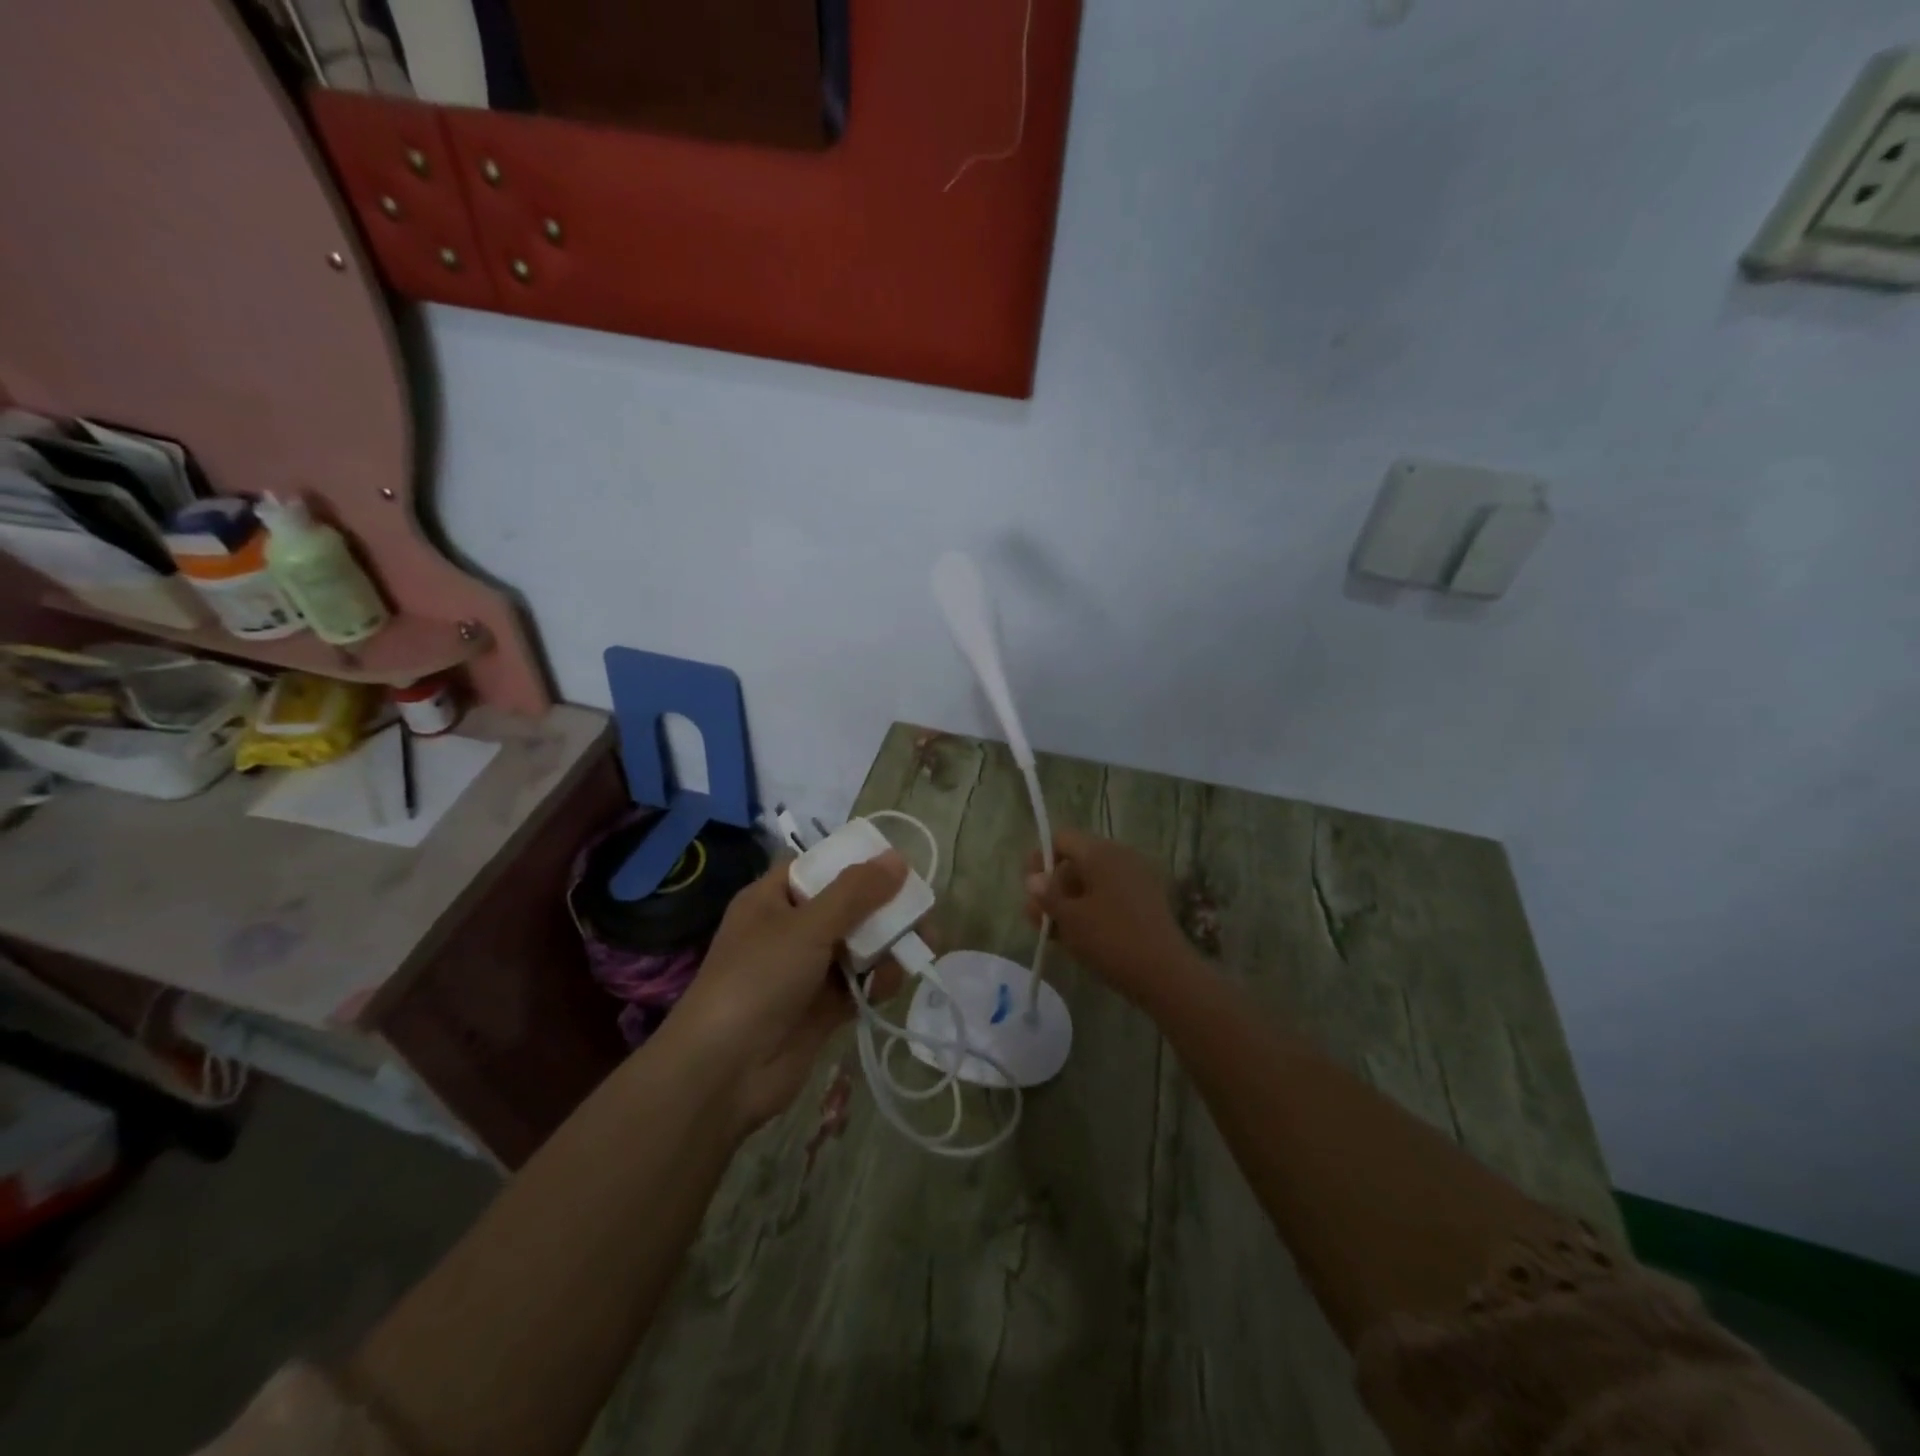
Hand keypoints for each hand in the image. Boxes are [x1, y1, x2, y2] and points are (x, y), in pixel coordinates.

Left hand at [667, 851, 906, 1133]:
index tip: (897, 864)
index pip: (817, 867)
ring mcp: (806, 971)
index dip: (855, 862)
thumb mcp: (807, 926)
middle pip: (846, 907)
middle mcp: (789, 930)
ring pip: (858, 946)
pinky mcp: (822, 1008)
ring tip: (918, 947)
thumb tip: (898, 858)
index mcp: (772, 899)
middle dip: (884, 908)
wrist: (724, 1072)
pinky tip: (892, 982)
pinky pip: (859, 982)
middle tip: (922, 910)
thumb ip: (855, 893)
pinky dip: (878, 980)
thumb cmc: (758, 980)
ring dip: (888, 945)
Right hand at [1024, 829, 1195, 1003]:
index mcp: (1101, 852)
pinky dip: (1091, 909)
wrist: (1165, 974)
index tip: (1029, 889)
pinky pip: (1110, 895)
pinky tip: (1078, 937)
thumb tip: (1034, 878)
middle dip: (1053, 886)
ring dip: (1070, 901)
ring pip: (1093, 882)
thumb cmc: (1110, 939)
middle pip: (1076, 861)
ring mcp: (1137, 879)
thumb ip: (1046, 895)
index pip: (1062, 839)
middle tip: (1036, 917)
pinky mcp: (1146, 902)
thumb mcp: (1069, 918)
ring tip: (1053, 933)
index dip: (1040, 859)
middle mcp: (1121, 857)